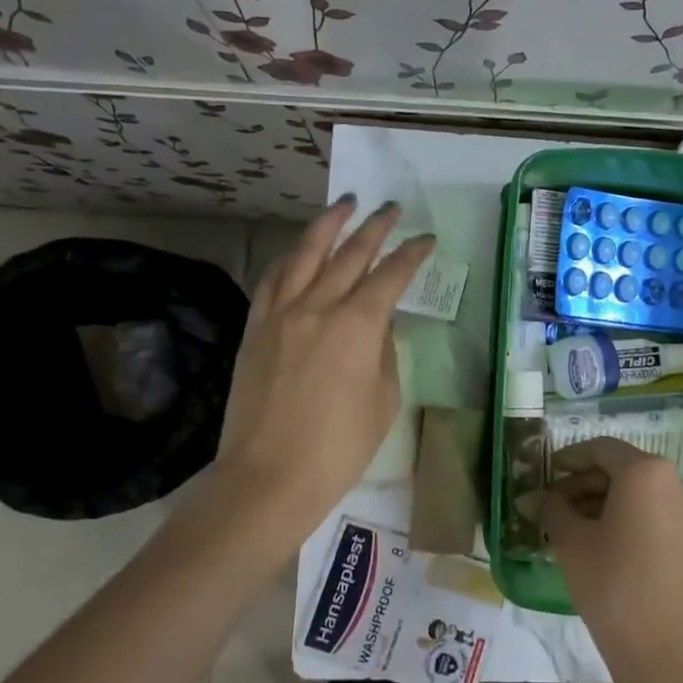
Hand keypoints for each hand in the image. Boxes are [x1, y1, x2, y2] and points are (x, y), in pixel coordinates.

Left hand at [201, 197, 433, 565]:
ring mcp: (281, 314)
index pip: (391, 275)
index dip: (412, 254)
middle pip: (350, 253)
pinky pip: (273, 279)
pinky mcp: (256, 328)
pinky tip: (299, 249)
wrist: (268, 478)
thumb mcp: (384, 400)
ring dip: (329, 224)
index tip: (427, 239)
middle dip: (375, 226)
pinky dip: (290, 257)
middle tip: (391, 208)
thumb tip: (381, 324)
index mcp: (357, 325)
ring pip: (305, 253)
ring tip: (345, 204)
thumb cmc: (338, 448)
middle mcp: (318, 306)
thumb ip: (385, 352)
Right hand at [537, 438, 682, 682]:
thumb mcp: (573, 545)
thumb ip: (552, 511)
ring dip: (604, 504)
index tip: (546, 475)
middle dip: (584, 485)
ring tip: (571, 530)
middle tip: (552, 507)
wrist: (672, 656)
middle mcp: (676, 482)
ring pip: (639, 495)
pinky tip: (602, 546)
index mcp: (646, 472)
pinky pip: (656, 515)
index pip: (601, 449)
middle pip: (622, 470)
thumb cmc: (615, 588)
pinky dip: (628, 520)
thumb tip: (534, 498)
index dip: (569, 459)